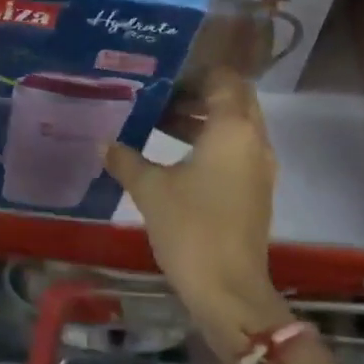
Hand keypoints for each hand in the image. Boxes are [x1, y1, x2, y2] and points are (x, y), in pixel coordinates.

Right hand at [104, 71, 291, 361]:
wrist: (229, 291)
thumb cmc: (191, 228)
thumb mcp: (151, 190)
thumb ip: (126, 159)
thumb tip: (103, 143)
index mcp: (233, 127)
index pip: (224, 78)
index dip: (196, 72)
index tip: (164, 75)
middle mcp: (254, 139)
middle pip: (234, 98)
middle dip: (199, 93)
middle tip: (161, 96)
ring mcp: (260, 166)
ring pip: (236, 125)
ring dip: (204, 119)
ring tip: (160, 122)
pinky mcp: (257, 189)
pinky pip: (237, 148)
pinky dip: (213, 142)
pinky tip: (177, 155)